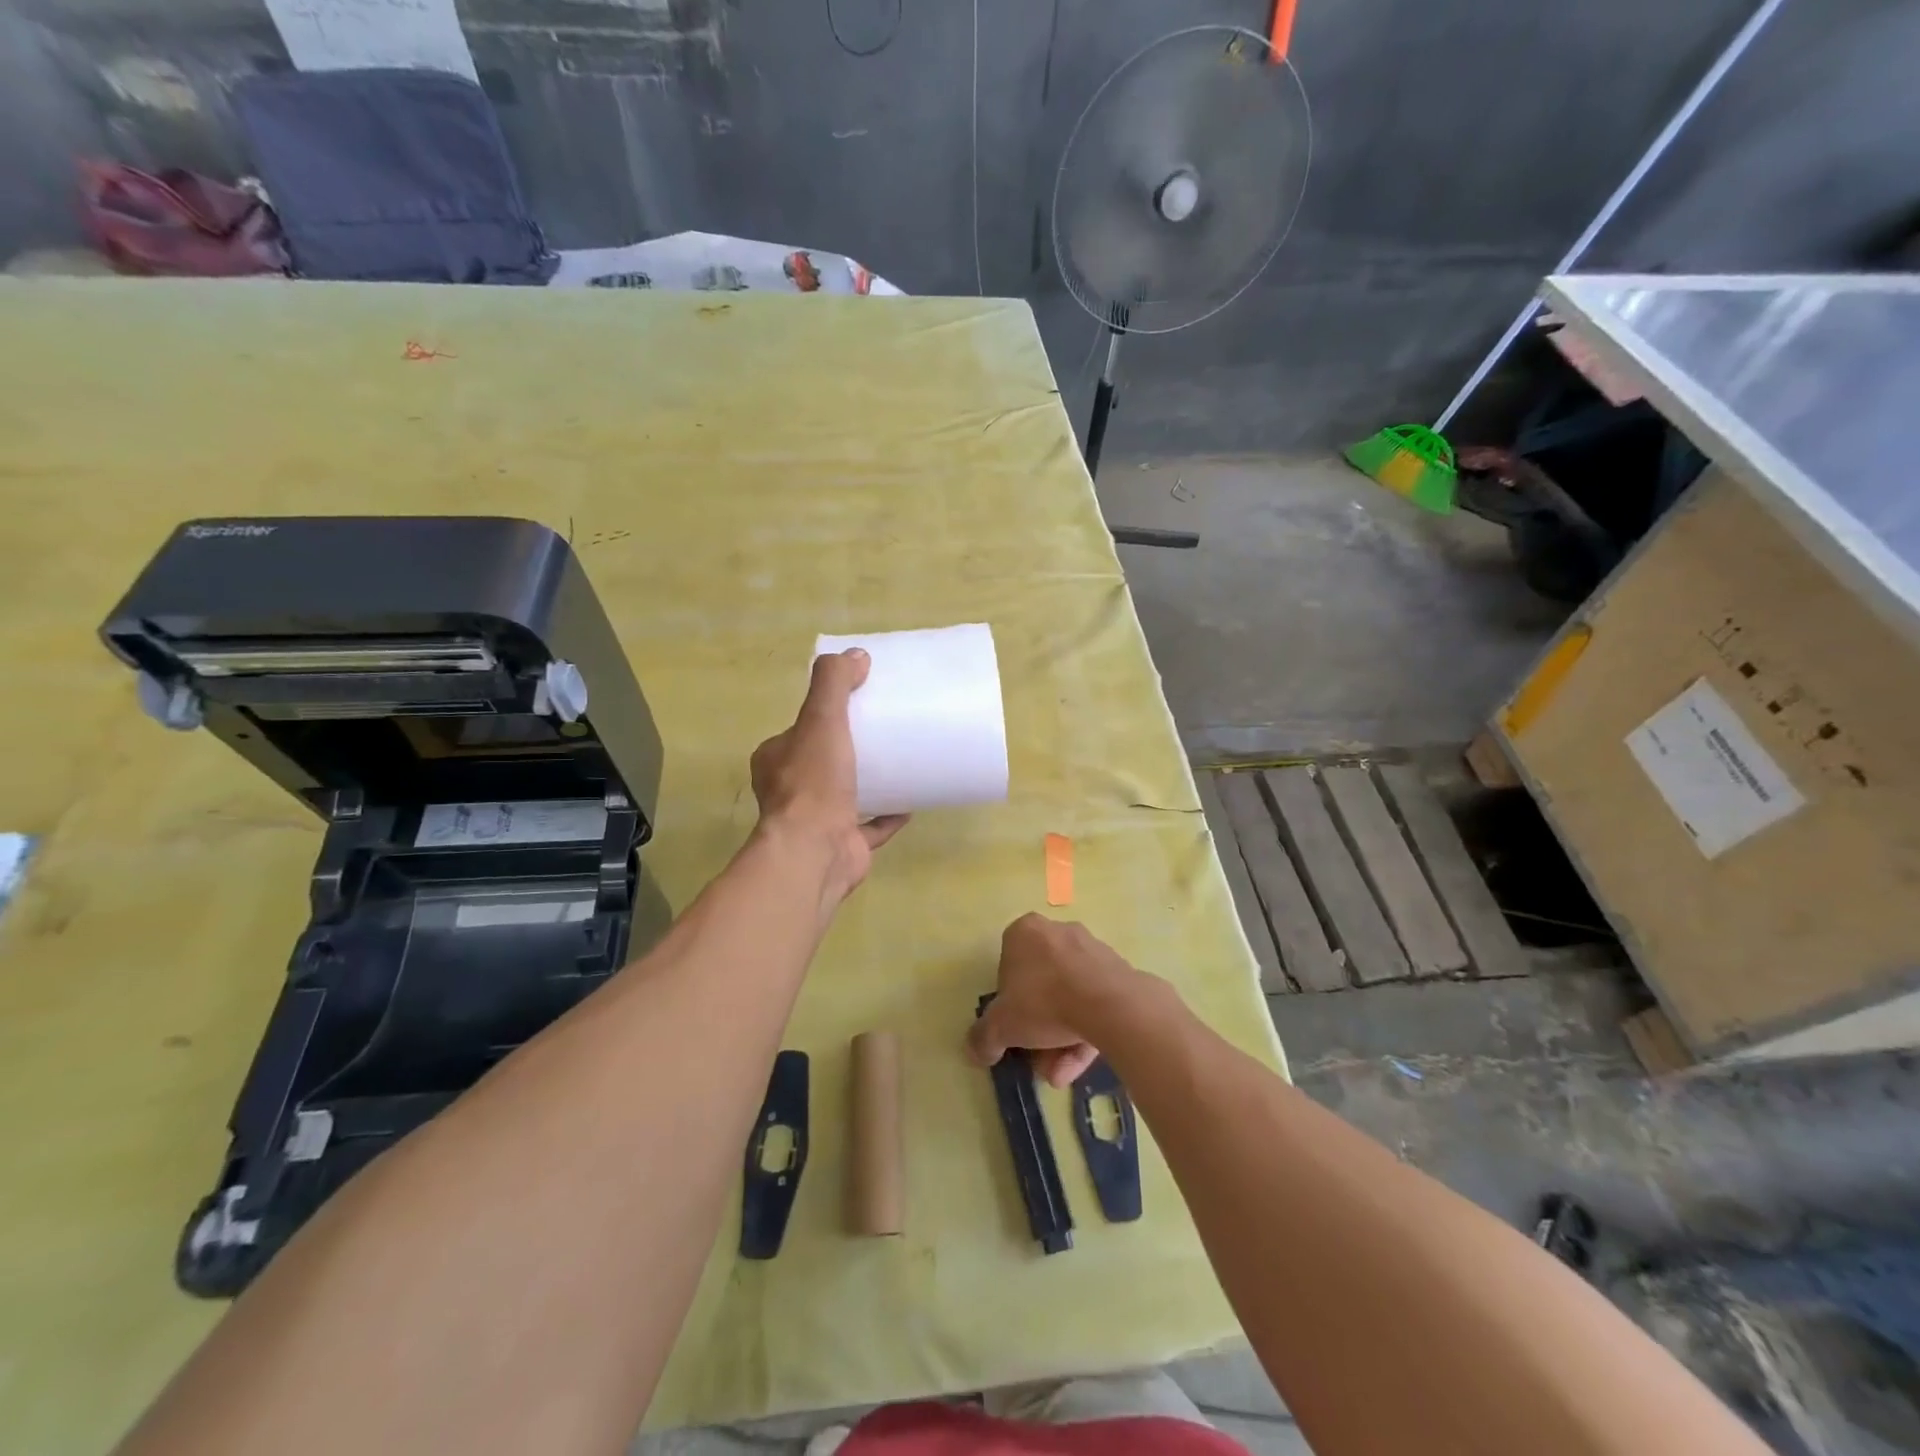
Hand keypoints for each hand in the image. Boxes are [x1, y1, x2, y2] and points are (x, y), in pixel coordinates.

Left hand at [751, 648, 907, 900]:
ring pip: (845, 794)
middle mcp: (790, 791)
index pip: (800, 730)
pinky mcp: (843, 845)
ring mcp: (816, 821)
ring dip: (869, 781)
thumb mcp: (820, 720)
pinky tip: (911, 801)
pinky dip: (888, 815)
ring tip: (900, 762)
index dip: (825, 715)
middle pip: (823, 761)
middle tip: (884, 731)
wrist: (815, 852)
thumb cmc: (813, 783)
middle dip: (849, 748)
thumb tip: (856, 655)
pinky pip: (870, 826)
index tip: (857, 704)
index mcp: (777, 760)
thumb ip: (833, 684)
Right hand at [967, 914, 1133, 1087]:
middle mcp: (1058, 932)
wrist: (1109, 1004)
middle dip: (1037, 1030)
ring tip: (1058, 1075)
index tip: (1012, 1029)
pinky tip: (1077, 1067)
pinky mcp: (1117, 972)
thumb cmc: (1043, 1001)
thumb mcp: (1001, 1025)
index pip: (1007, 966)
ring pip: (1068, 999)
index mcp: (1025, 932)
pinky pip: (1094, 1004)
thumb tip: (975, 1050)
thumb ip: (983, 1037)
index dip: (1007, 1003)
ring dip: (1060, 1040)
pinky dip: (1083, 1034)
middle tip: (1036, 1060)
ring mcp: (1091, 950)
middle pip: (1041, 986)